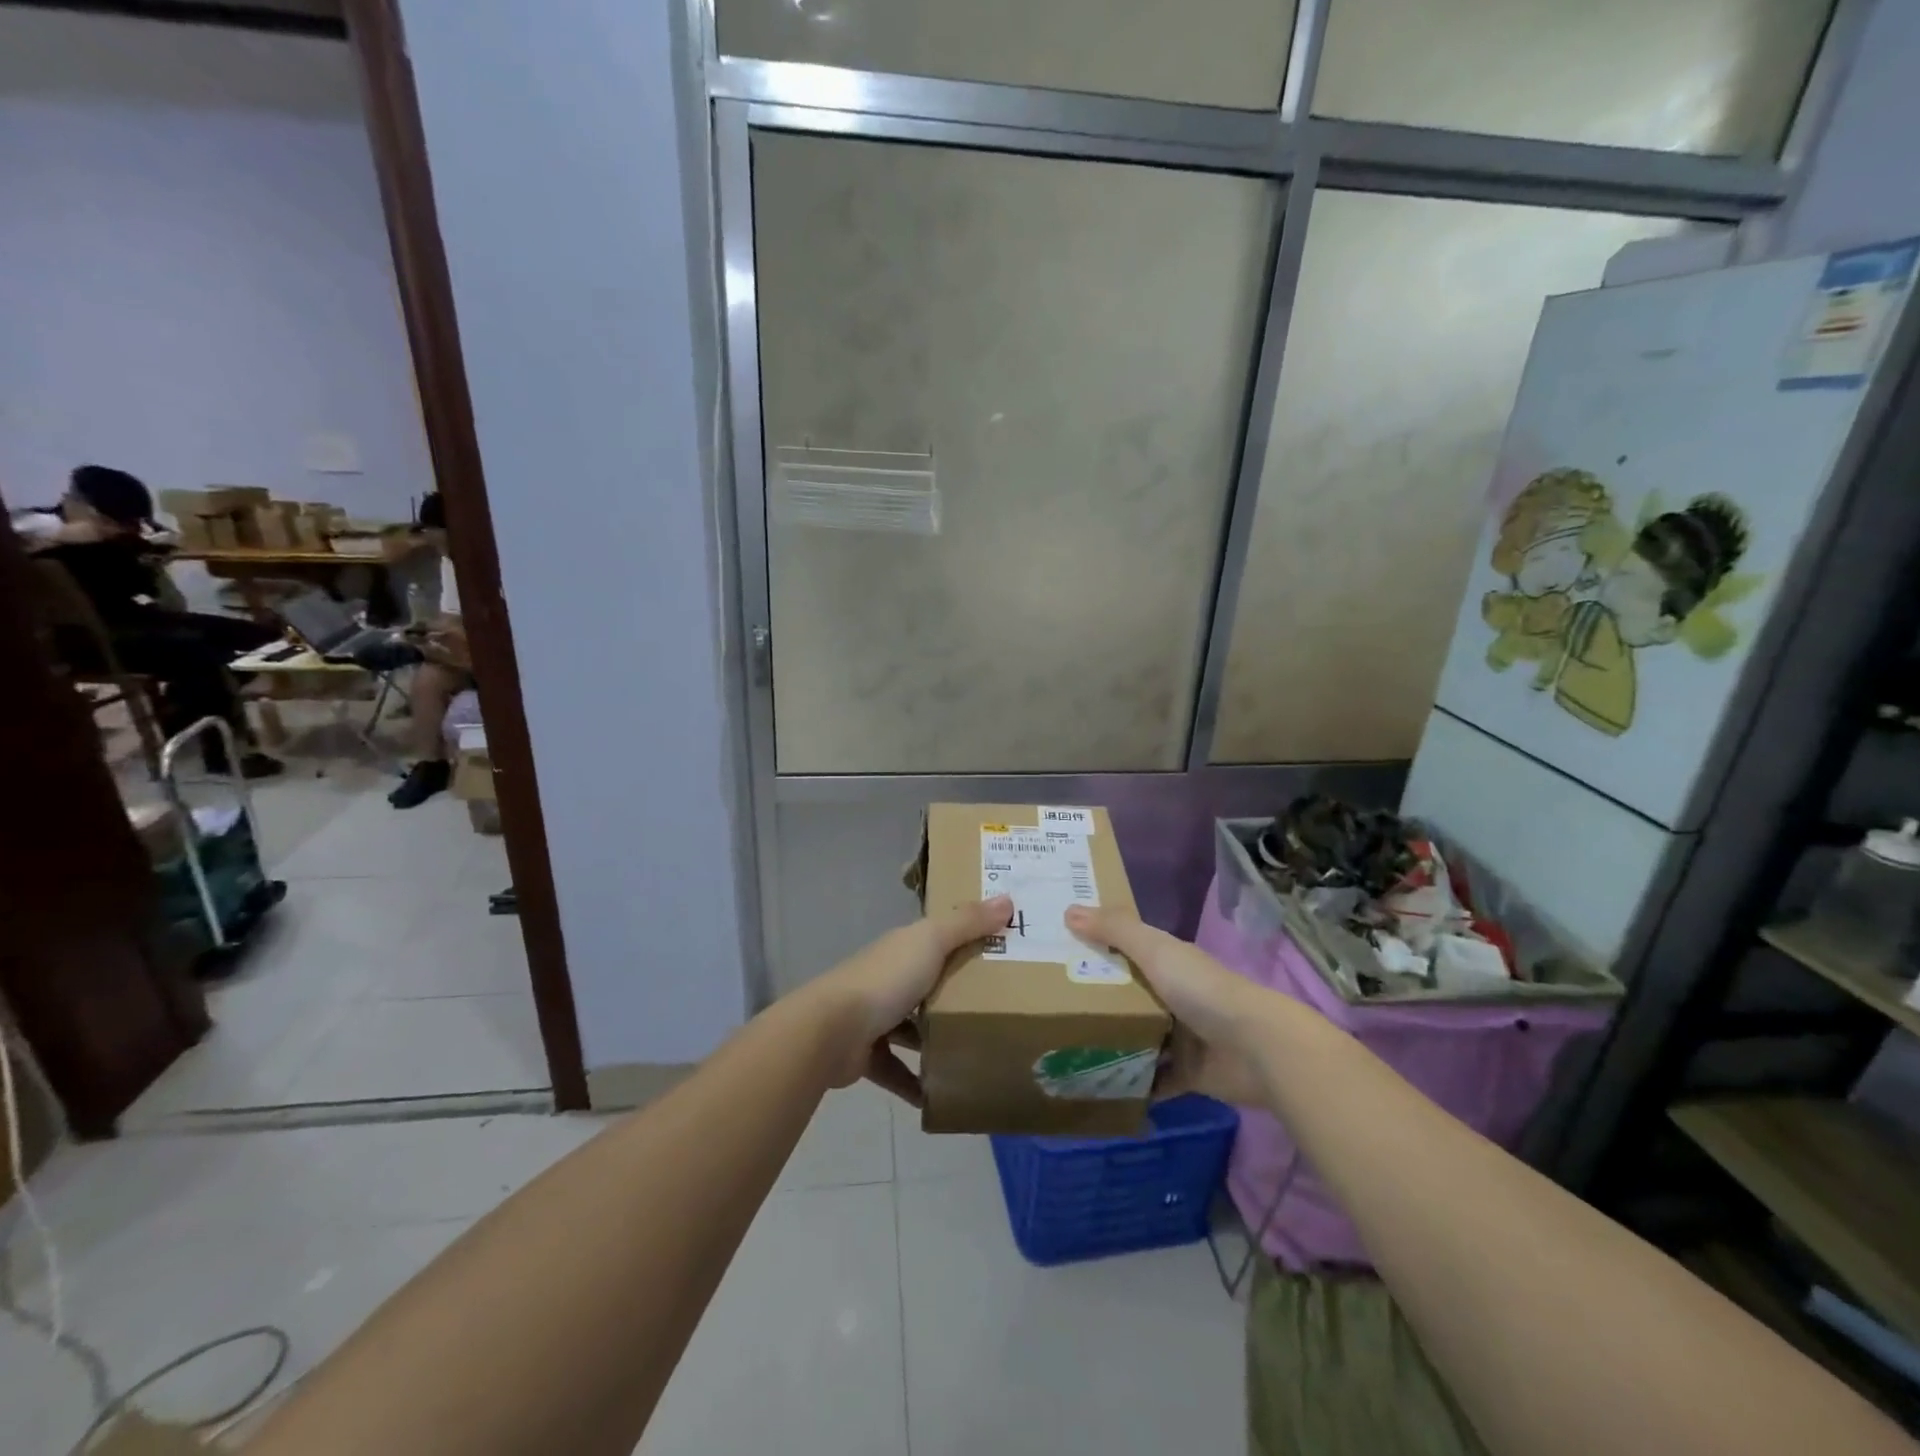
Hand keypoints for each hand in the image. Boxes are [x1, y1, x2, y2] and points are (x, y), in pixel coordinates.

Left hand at [806, 897, 1012, 1105]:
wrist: (832, 1030)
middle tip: (999, 1008)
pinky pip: (897, 1070)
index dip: (965, 939)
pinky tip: (941, 1095)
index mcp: (903, 948)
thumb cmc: (887, 979)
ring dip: (935, 1039)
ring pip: (911, 1028)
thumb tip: (1008, 899)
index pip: (937, 938)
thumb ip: (967, 922)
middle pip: (926, 983)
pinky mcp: (867, 1055)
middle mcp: (888, 978)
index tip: (1000, 949)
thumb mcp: (931, 941)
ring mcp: (875, 1017)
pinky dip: (916, 1083)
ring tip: (975, 1052)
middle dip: (955, 994)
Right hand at [1064, 905, 1271, 1107]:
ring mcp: (1181, 1037)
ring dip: (1110, 1043)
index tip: (1056, 954)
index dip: (1095, 948)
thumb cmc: (1201, 990)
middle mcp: (1173, 996)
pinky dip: (1131, 1084)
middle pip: (1127, 996)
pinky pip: (1152, 1080)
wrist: (1257, 1049)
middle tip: (1049, 1007)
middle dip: (1095, 1001)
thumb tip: (1068, 909)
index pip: (1125, 950)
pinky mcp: (1186, 1074)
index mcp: (1167, 963)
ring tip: (1064, 1050)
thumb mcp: (1154, 950)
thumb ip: (1115, 930)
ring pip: (1136, 1038)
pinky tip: (1096, 1087)